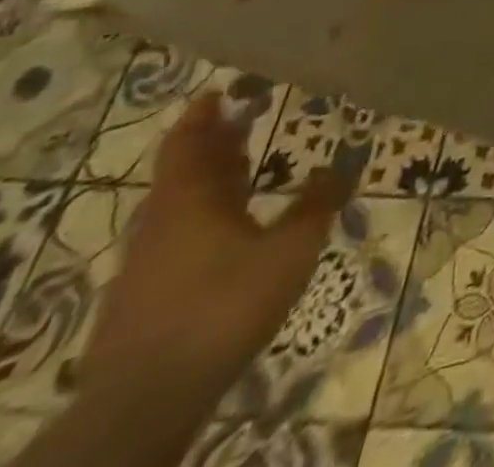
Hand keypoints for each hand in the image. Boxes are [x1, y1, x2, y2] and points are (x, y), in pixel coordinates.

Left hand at [78, 92, 352, 410]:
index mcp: (188, 200)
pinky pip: (177, 236)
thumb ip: (319, 203)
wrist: (145, 403)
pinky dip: (204, 217)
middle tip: (247, 119)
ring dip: (210, 181)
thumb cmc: (223, 306)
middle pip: (183, 171)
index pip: (187, 142)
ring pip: (179, 206)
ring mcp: (147, 263)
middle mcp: (161, 222)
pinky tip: (233, 230)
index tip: (221, 91)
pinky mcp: (145, 298)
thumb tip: (348, 158)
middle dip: (214, 143)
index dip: (203, 115)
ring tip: (246, 167)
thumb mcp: (290, 250)